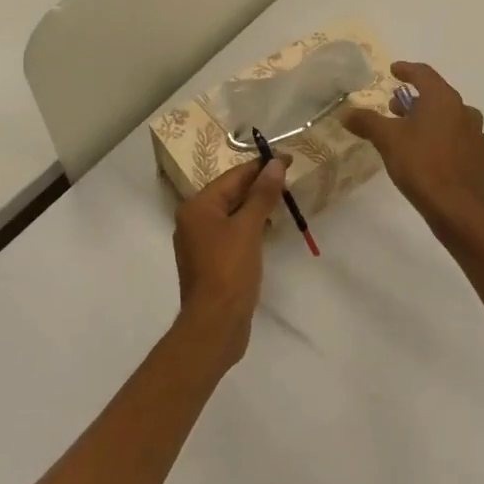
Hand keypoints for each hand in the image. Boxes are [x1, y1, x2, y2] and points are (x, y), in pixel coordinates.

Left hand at [171, 156, 288, 367]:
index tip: (288, 159)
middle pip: (230, 193)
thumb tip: (275, 164)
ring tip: (283, 199)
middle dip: (259, 185)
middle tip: (289, 178)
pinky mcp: (210, 261)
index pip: (233, 176)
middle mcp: (193, 220)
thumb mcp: (248, 228)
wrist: (215, 325)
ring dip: (255, 206)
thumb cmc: (229, 271)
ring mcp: (200, 242)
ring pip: (231, 214)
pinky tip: (268, 228)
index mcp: (197, 207)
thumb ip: (262, 195)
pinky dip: (249, 226)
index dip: (261, 166)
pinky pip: (231, 233)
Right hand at [344, 61, 483, 232]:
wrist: (458, 209)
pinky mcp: (482, 162)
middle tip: (396, 110)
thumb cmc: (421, 164)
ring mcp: (478, 138)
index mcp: (443, 100)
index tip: (394, 70)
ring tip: (413, 136)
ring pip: (453, 121)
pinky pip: (461, 145)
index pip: (424, 74)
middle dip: (416, 101)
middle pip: (438, 98)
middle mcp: (465, 112)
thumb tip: (346, 112)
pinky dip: (446, 144)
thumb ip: (366, 122)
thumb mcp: (387, 139)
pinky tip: (434, 158)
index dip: (407, 70)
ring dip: (432, 122)